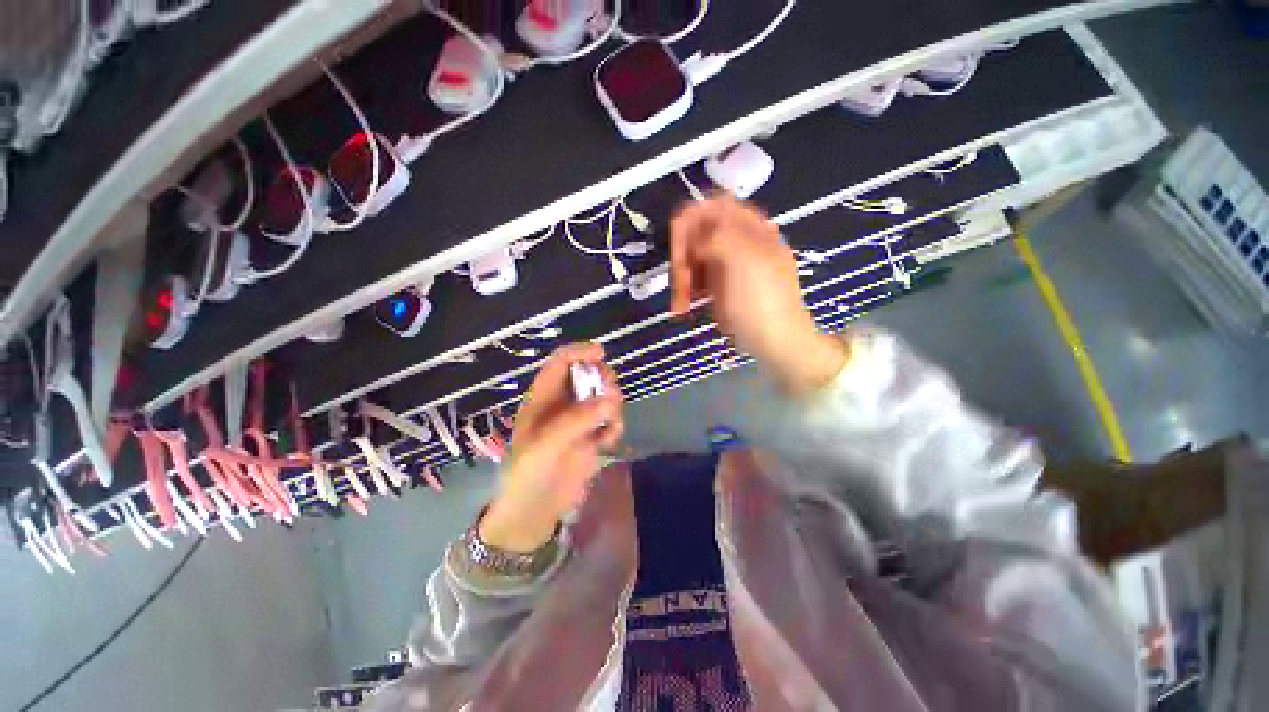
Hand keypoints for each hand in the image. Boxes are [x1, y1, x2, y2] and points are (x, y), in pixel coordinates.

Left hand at [479, 343, 624, 552]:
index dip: (578, 352)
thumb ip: (575, 420)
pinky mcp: (593, 437)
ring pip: (604, 396)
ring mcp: (579, 420)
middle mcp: (562, 404)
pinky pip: (611, 421)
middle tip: (610, 396)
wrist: (535, 513)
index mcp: (543, 398)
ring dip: (612, 405)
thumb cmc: (528, 476)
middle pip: (587, 375)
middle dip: (602, 380)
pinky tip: (608, 442)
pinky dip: (615, 427)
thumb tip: (610, 399)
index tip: (600, 353)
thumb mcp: (544, 446)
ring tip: (609, 427)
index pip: (560, 362)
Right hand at [670, 196, 849, 395]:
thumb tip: (695, 238)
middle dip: (683, 257)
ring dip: (682, 277)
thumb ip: (718, 235)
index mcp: (749, 228)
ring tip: (681, 302)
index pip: (711, 207)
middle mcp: (737, 241)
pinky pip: (696, 278)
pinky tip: (686, 306)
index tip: (678, 249)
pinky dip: (687, 290)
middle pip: (697, 234)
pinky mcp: (721, 286)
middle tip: (679, 284)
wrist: (777, 342)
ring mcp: (728, 265)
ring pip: (693, 257)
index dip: (690, 222)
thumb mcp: (744, 261)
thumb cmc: (762, 302)